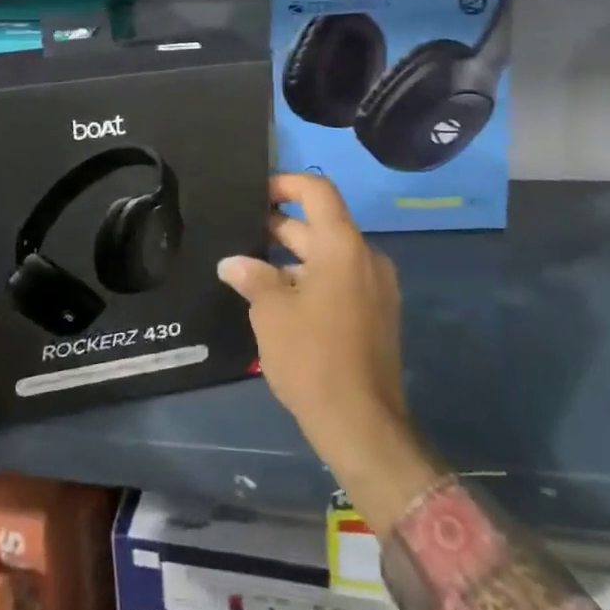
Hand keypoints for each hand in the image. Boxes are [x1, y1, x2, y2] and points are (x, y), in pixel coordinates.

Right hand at [217, 175, 442, 536]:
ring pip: (329, 255)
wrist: (362, 425)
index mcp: (343, 246)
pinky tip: (279, 299)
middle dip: (280, 226)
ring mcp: (376, 287)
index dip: (285, 184)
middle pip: (321, 224)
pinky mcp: (377, 313)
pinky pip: (341, 280)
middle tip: (240, 234)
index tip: (254, 194)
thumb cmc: (312, 358)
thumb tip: (232, 262)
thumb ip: (252, 277)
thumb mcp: (271, 313)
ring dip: (292, 257)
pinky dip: (312, 279)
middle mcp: (366, 257)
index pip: (317, 190)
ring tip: (251, 270)